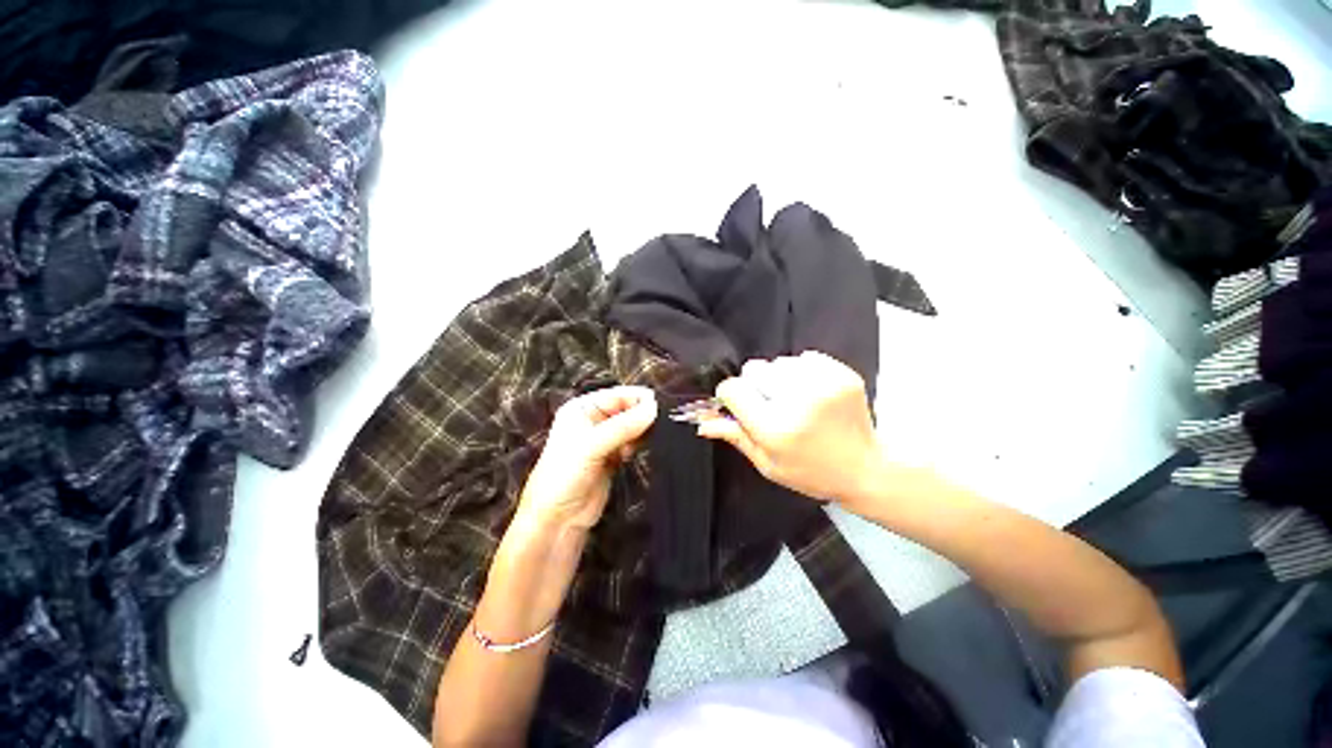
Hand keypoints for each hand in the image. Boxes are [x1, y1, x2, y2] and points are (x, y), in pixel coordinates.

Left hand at [517, 386, 657, 530]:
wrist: (557, 519)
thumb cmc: (564, 475)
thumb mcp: (592, 445)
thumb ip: (624, 425)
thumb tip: (653, 407)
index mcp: (582, 408)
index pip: (618, 395)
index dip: (638, 399)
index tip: (660, 407)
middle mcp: (594, 420)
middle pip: (627, 409)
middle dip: (642, 415)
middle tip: (659, 424)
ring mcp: (604, 440)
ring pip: (631, 427)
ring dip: (641, 431)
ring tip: (649, 438)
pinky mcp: (613, 457)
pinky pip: (632, 443)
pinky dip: (638, 444)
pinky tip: (636, 451)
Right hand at [696, 351, 881, 503]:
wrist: (865, 470)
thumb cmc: (809, 472)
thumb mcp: (767, 464)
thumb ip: (735, 436)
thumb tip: (702, 420)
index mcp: (775, 428)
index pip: (733, 389)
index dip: (730, 396)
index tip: (738, 404)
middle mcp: (797, 401)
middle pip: (754, 369)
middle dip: (755, 385)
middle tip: (770, 405)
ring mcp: (823, 384)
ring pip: (779, 362)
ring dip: (779, 378)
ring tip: (794, 400)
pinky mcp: (842, 375)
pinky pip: (805, 357)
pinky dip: (803, 371)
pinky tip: (812, 391)